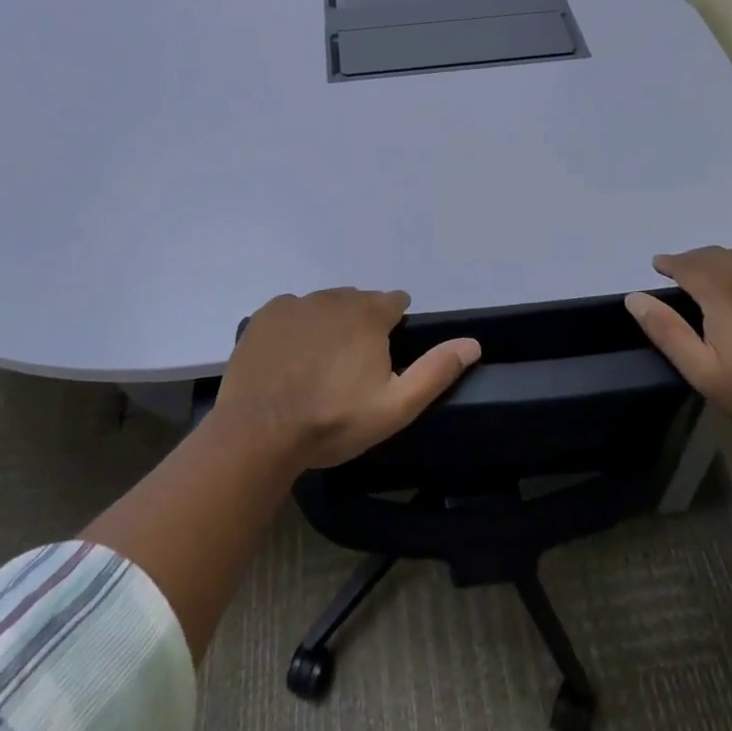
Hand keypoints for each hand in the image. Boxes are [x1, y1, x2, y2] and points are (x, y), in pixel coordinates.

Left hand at [213, 289, 480, 469]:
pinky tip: (290, 359)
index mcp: (369, 314)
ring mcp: (296, 304)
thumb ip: (436, 371)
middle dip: (362, 324)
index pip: (394, 302)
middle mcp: (334, 298)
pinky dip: (297, 328)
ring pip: (324, 305)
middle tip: (352, 367)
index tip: (386, 353)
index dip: (395, 324)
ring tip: (320, 365)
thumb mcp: (395, 407)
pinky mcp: (265, 315)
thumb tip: (473, 342)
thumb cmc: (333, 421)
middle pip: (358, 302)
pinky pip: (291, 312)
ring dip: (329, 324)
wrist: (258, 432)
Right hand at [626, 247, 731, 448]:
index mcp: (723, 289)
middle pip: (715, 254)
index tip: (659, 268)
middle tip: (686, 278)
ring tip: (722, 279)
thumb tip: (635, 298)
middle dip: (695, 262)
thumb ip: (667, 331)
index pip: (686, 263)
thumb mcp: (704, 372)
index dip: (669, 263)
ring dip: (727, 262)